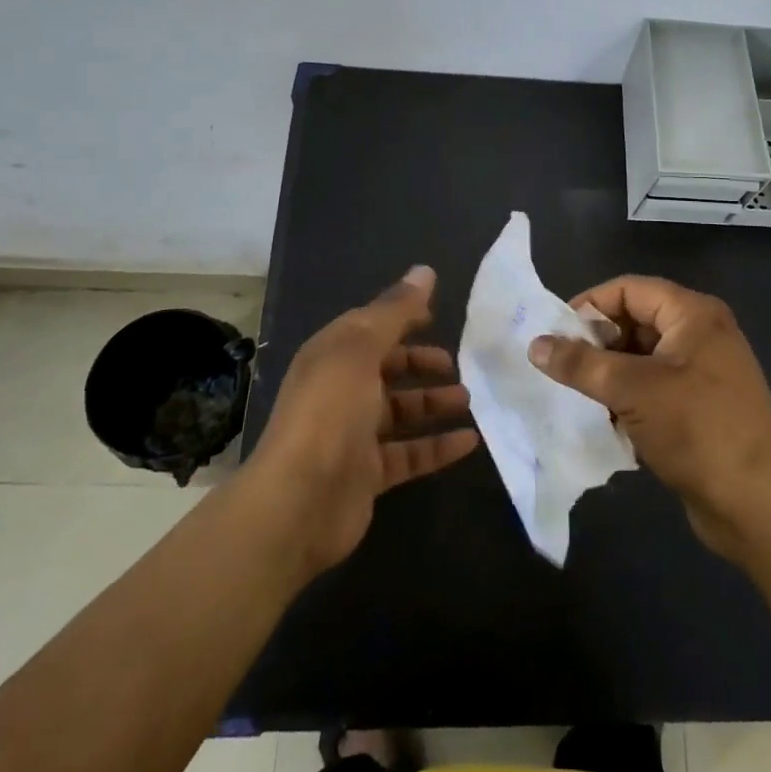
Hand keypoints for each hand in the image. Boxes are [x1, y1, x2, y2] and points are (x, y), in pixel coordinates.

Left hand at [246, 266, 480, 577]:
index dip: (402, 318)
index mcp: (333, 355)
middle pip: (386, 369)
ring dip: (433, 403)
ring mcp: (354, 434)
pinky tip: (470, 441)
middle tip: (455, 364)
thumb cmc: (330, 411)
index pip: (370, 327)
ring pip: (401, 412)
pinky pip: (410, 454)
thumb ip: (395, 311)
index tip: (437, 316)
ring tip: (467, 399)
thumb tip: (424, 270)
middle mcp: (341, 390)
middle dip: (420, 363)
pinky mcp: (369, 474)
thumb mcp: (362, 349)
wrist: (300, 501)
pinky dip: (438, 447)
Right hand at [530, 275, 770, 568]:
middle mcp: (700, 333)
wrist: (758, 504)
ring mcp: (702, 371)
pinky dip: (627, 397)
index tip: (555, 336)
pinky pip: (652, 386)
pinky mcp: (699, 405)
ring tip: (577, 396)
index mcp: (692, 314)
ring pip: (640, 357)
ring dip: (608, 374)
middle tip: (561, 369)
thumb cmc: (697, 430)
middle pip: (634, 320)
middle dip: (596, 343)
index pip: (628, 289)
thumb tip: (535, 344)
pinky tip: (606, 420)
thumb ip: (580, 364)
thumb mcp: (631, 390)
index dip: (589, 306)